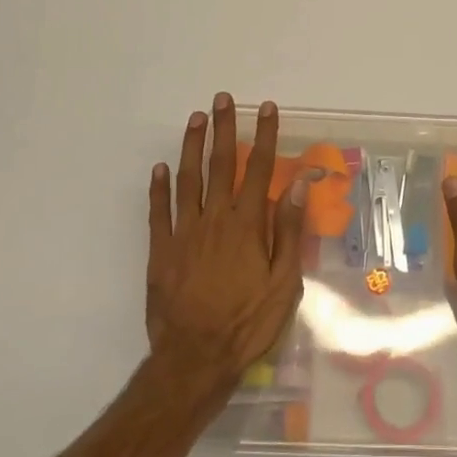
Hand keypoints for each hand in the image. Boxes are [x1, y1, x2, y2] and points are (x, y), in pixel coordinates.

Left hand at [146, 93, 309, 395]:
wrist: (195, 358)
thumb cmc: (248, 323)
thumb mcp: (284, 283)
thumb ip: (288, 231)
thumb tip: (298, 186)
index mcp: (247, 224)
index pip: (260, 169)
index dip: (265, 136)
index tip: (268, 109)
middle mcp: (214, 219)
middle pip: (221, 164)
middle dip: (224, 128)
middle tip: (224, 98)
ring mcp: (183, 233)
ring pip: (187, 179)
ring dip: (193, 146)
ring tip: (196, 119)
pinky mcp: (160, 251)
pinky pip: (158, 211)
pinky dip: (158, 187)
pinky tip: (160, 168)